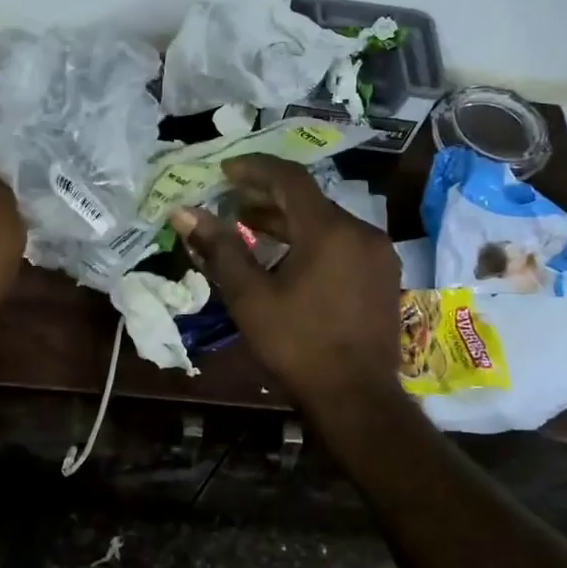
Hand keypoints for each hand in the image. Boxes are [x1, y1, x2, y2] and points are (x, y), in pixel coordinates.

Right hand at [169, 154, 402, 410]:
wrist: (357, 399)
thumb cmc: (298, 346)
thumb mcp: (250, 298)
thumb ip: (219, 248)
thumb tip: (184, 212)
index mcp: (329, 230)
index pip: (289, 178)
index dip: (254, 168)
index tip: (224, 170)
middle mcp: (360, 231)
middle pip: (308, 198)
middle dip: (267, 195)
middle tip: (230, 200)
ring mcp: (376, 254)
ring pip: (326, 221)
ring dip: (288, 219)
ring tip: (250, 225)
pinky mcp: (382, 275)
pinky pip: (341, 241)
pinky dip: (310, 239)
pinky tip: (286, 257)